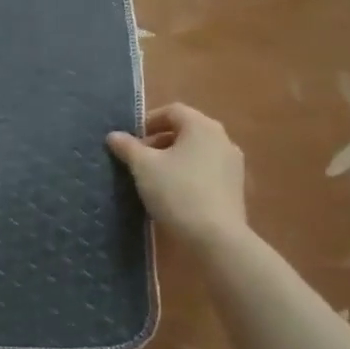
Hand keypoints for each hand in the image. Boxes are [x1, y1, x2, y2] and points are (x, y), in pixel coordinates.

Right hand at [107, 103, 246, 245]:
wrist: (216, 238)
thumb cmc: (177, 192)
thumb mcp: (144, 167)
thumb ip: (128, 147)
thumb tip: (114, 135)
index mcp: (201, 126)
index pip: (172, 111)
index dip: (148, 121)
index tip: (131, 139)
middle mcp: (222, 139)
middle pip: (186, 130)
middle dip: (159, 141)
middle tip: (138, 159)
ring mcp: (232, 164)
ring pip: (197, 151)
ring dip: (174, 158)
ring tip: (153, 177)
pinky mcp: (235, 187)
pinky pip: (207, 170)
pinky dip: (189, 174)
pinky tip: (174, 193)